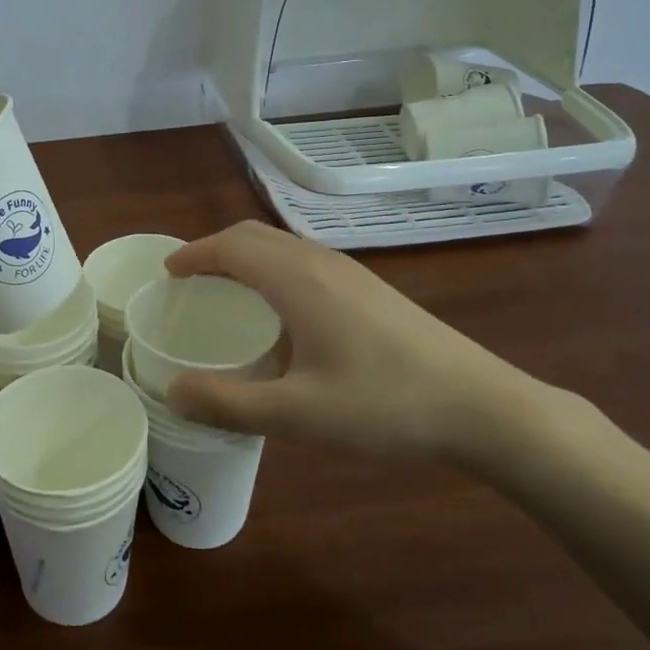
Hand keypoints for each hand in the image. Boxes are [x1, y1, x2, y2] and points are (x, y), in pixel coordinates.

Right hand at [163, 221, 551, 459]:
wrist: (482, 405)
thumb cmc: (384, 403)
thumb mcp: (298, 413)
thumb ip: (228, 403)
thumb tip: (172, 391)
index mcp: (296, 279)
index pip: (230, 245)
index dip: (194, 254)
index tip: (167, 273)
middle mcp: (320, 262)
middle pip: (254, 236)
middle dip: (216, 250)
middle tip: (190, 282)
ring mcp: (350, 272)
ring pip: (282, 246)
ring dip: (246, 258)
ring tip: (227, 295)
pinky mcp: (370, 289)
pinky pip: (305, 262)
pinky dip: (273, 270)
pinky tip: (282, 317)